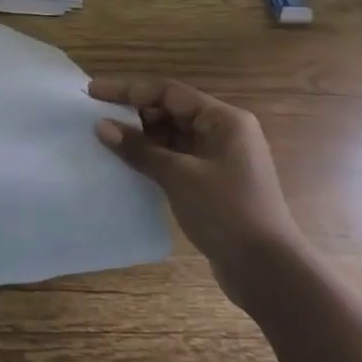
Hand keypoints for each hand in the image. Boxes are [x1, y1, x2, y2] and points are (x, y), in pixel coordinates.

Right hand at [89, 77, 306, 308]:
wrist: (267, 271)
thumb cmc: (227, 212)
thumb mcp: (179, 177)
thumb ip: (139, 150)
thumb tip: (101, 127)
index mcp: (223, 120)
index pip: (168, 92)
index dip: (128, 89)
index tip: (93, 92)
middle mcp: (223, 132)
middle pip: (170, 110)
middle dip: (134, 112)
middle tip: (96, 118)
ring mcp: (218, 158)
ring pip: (171, 135)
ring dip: (141, 136)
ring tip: (105, 139)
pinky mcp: (211, 182)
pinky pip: (175, 157)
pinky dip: (152, 157)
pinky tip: (127, 164)